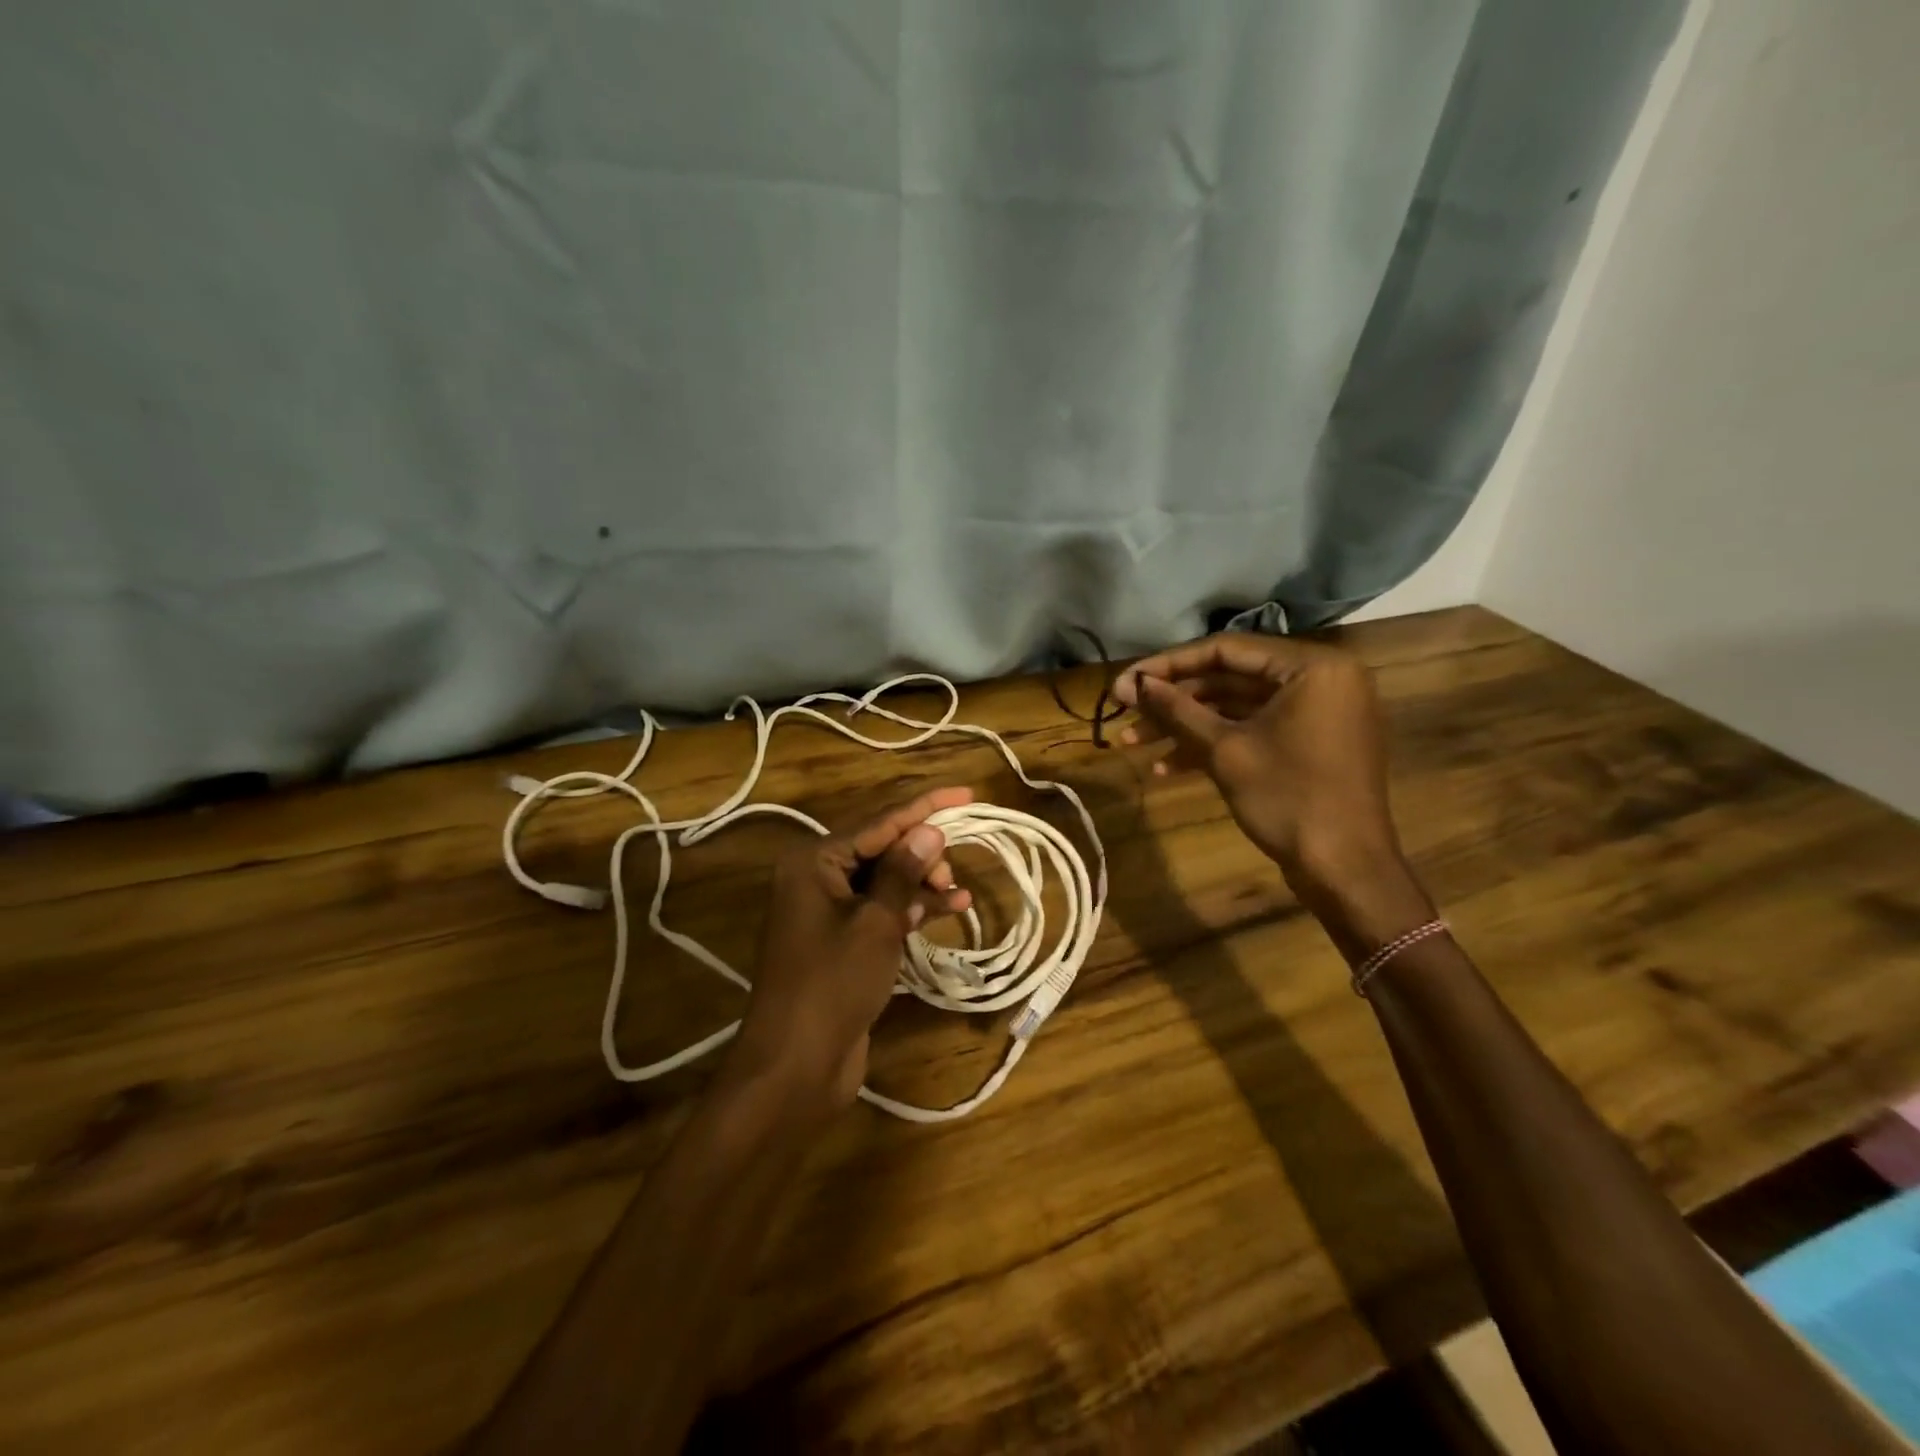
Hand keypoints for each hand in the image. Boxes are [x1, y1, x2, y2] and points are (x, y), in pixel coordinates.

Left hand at [724, 788, 974, 1117]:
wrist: (794, 1065)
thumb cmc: (832, 984)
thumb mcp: (876, 923)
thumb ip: (903, 873)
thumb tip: (928, 831)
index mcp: (814, 861)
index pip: (879, 821)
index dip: (925, 806)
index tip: (966, 793)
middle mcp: (817, 877)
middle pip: (881, 847)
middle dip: (922, 853)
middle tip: (951, 872)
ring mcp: (828, 910)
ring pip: (884, 879)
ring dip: (921, 882)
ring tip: (956, 894)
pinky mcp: (841, 940)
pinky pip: (881, 909)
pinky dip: (911, 908)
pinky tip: (948, 910)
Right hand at [1112, 633, 1402, 884]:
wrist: (1344, 870)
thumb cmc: (1288, 798)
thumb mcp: (1224, 750)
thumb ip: (1176, 709)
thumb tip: (1129, 683)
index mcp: (1311, 667)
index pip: (1226, 650)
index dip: (1168, 665)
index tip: (1126, 681)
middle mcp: (1319, 680)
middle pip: (1229, 679)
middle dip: (1173, 701)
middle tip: (1125, 711)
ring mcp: (1314, 715)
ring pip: (1236, 709)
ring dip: (1185, 726)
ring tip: (1132, 743)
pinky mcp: (1307, 745)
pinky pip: (1254, 731)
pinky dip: (1213, 745)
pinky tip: (1167, 768)